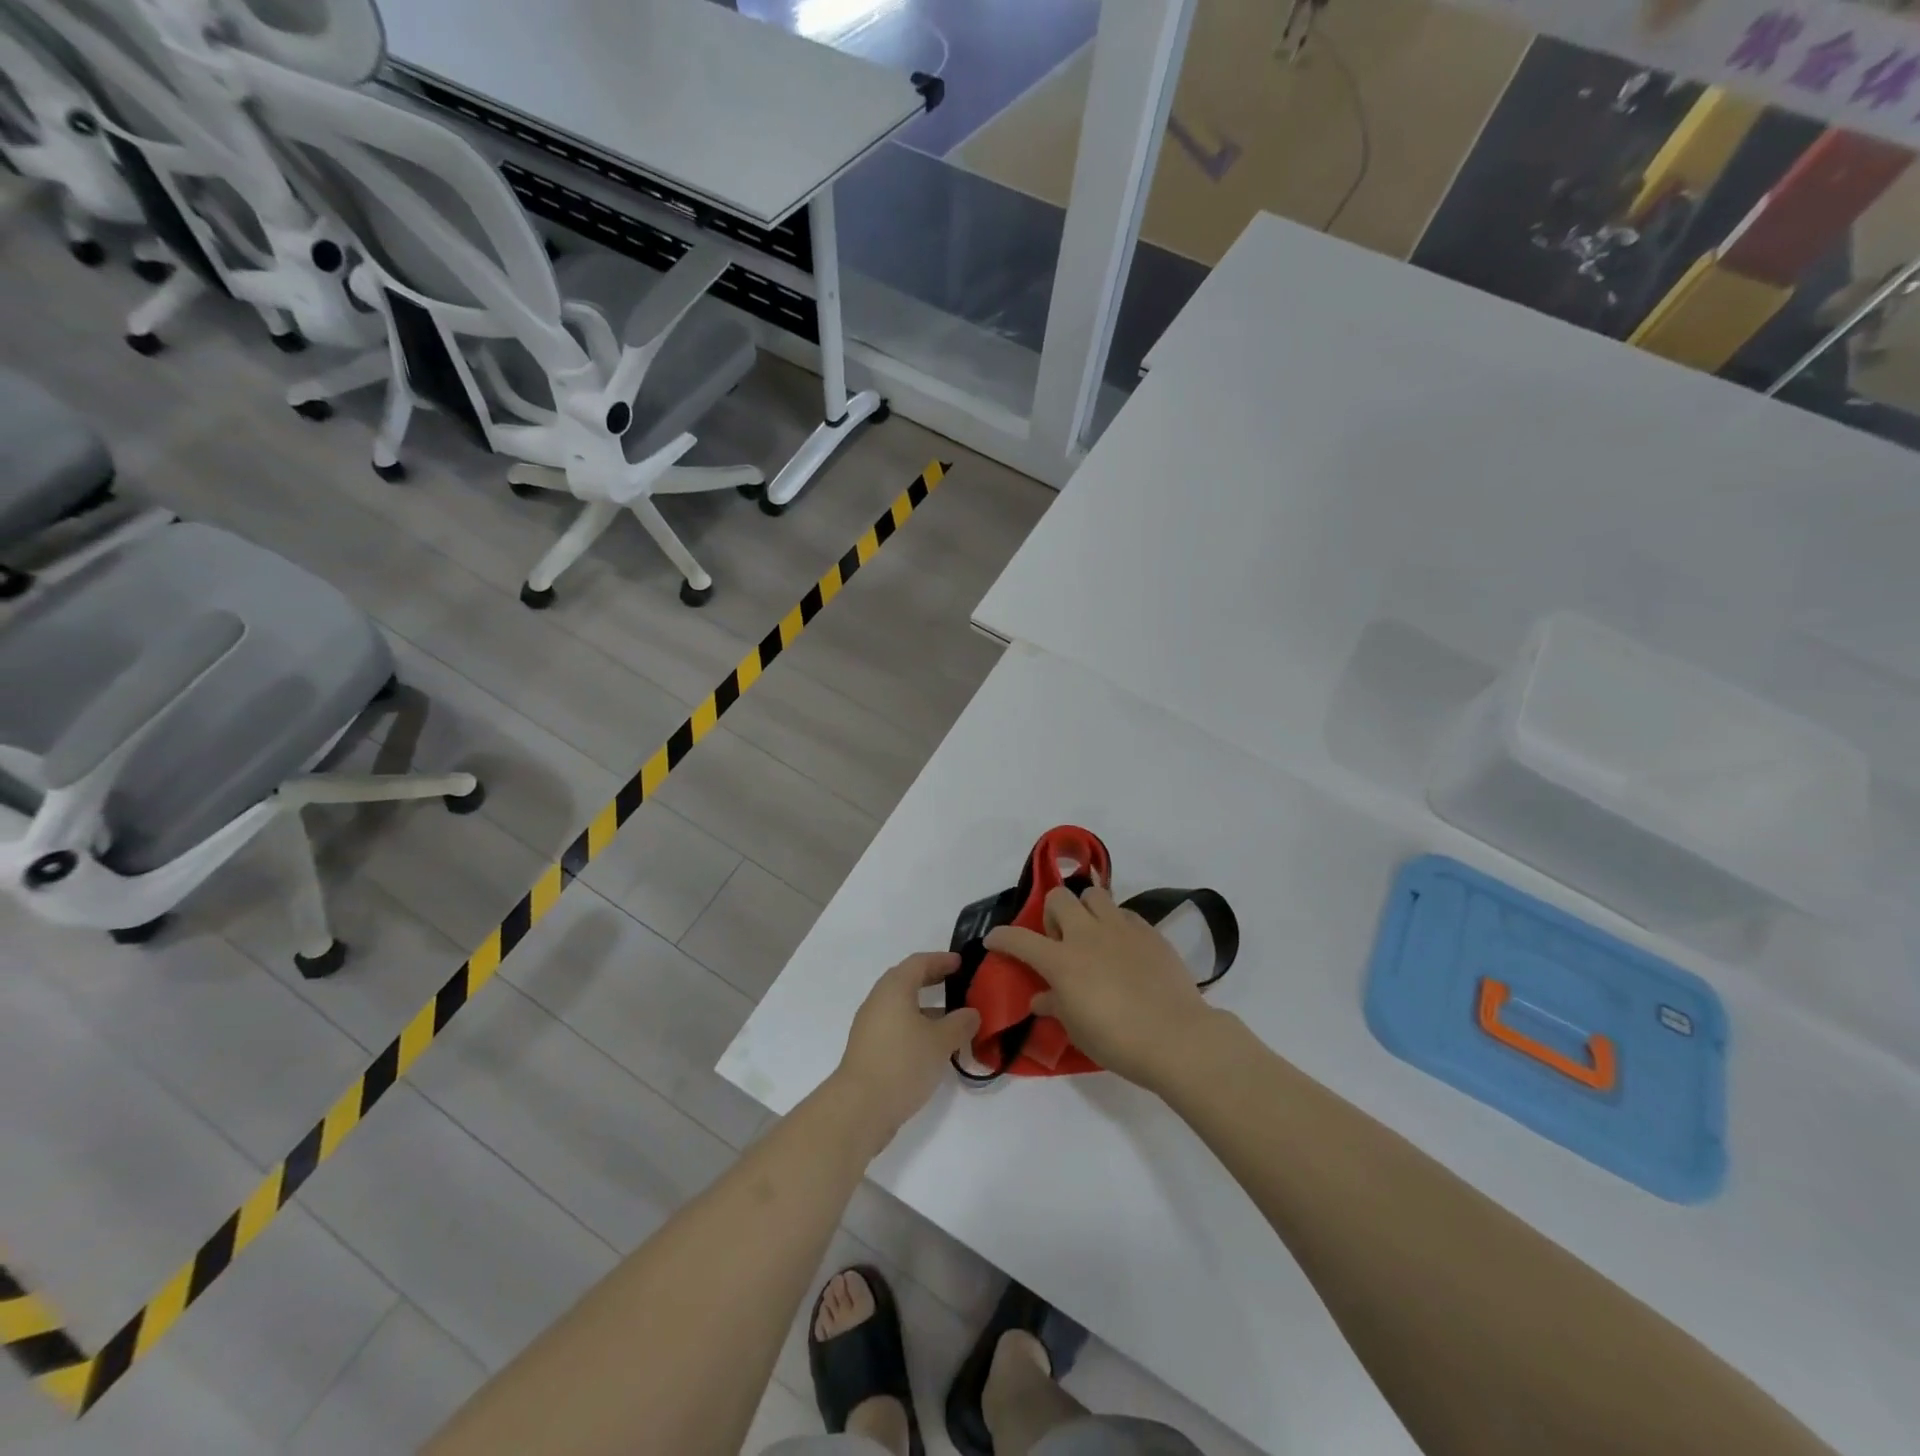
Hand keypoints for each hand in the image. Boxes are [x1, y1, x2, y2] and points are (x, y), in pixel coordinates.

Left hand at [833, 952, 980, 1145]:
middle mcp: (879, 1001)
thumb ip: (960, 1023)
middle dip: (933, 981)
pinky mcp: (869, 1050)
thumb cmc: (903, 1063)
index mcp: (894, 989)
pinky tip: (934, 1047)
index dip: (941, 960)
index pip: (919, 962)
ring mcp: (871, 1027)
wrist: (860, 1108)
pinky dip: (917, 1027)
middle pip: (907, 981)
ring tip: (953, 1020)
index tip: (961, 963)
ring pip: (902, 1007)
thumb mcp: (940, 1042)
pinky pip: (897, 1027)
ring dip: (927, 1009)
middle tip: (958, 985)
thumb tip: (971, 1013)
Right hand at [987, 886, 1218, 1088]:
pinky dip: (1116, 924)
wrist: (1176, 1037)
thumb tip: (1040, 999)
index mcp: (1061, 961)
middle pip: (1059, 898)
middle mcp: (1087, 934)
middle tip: (1060, 941)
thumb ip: (1055, 1006)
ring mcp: (1120, 928)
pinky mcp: (1148, 931)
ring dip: (1086, 910)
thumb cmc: (1117, 1041)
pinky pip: (1124, 914)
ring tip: (1093, 936)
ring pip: (1094, 895)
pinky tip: (1123, 949)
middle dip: (1052, 914)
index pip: (1019, 939)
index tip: (994, 940)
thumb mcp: (1077, 1029)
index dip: (1002, 937)